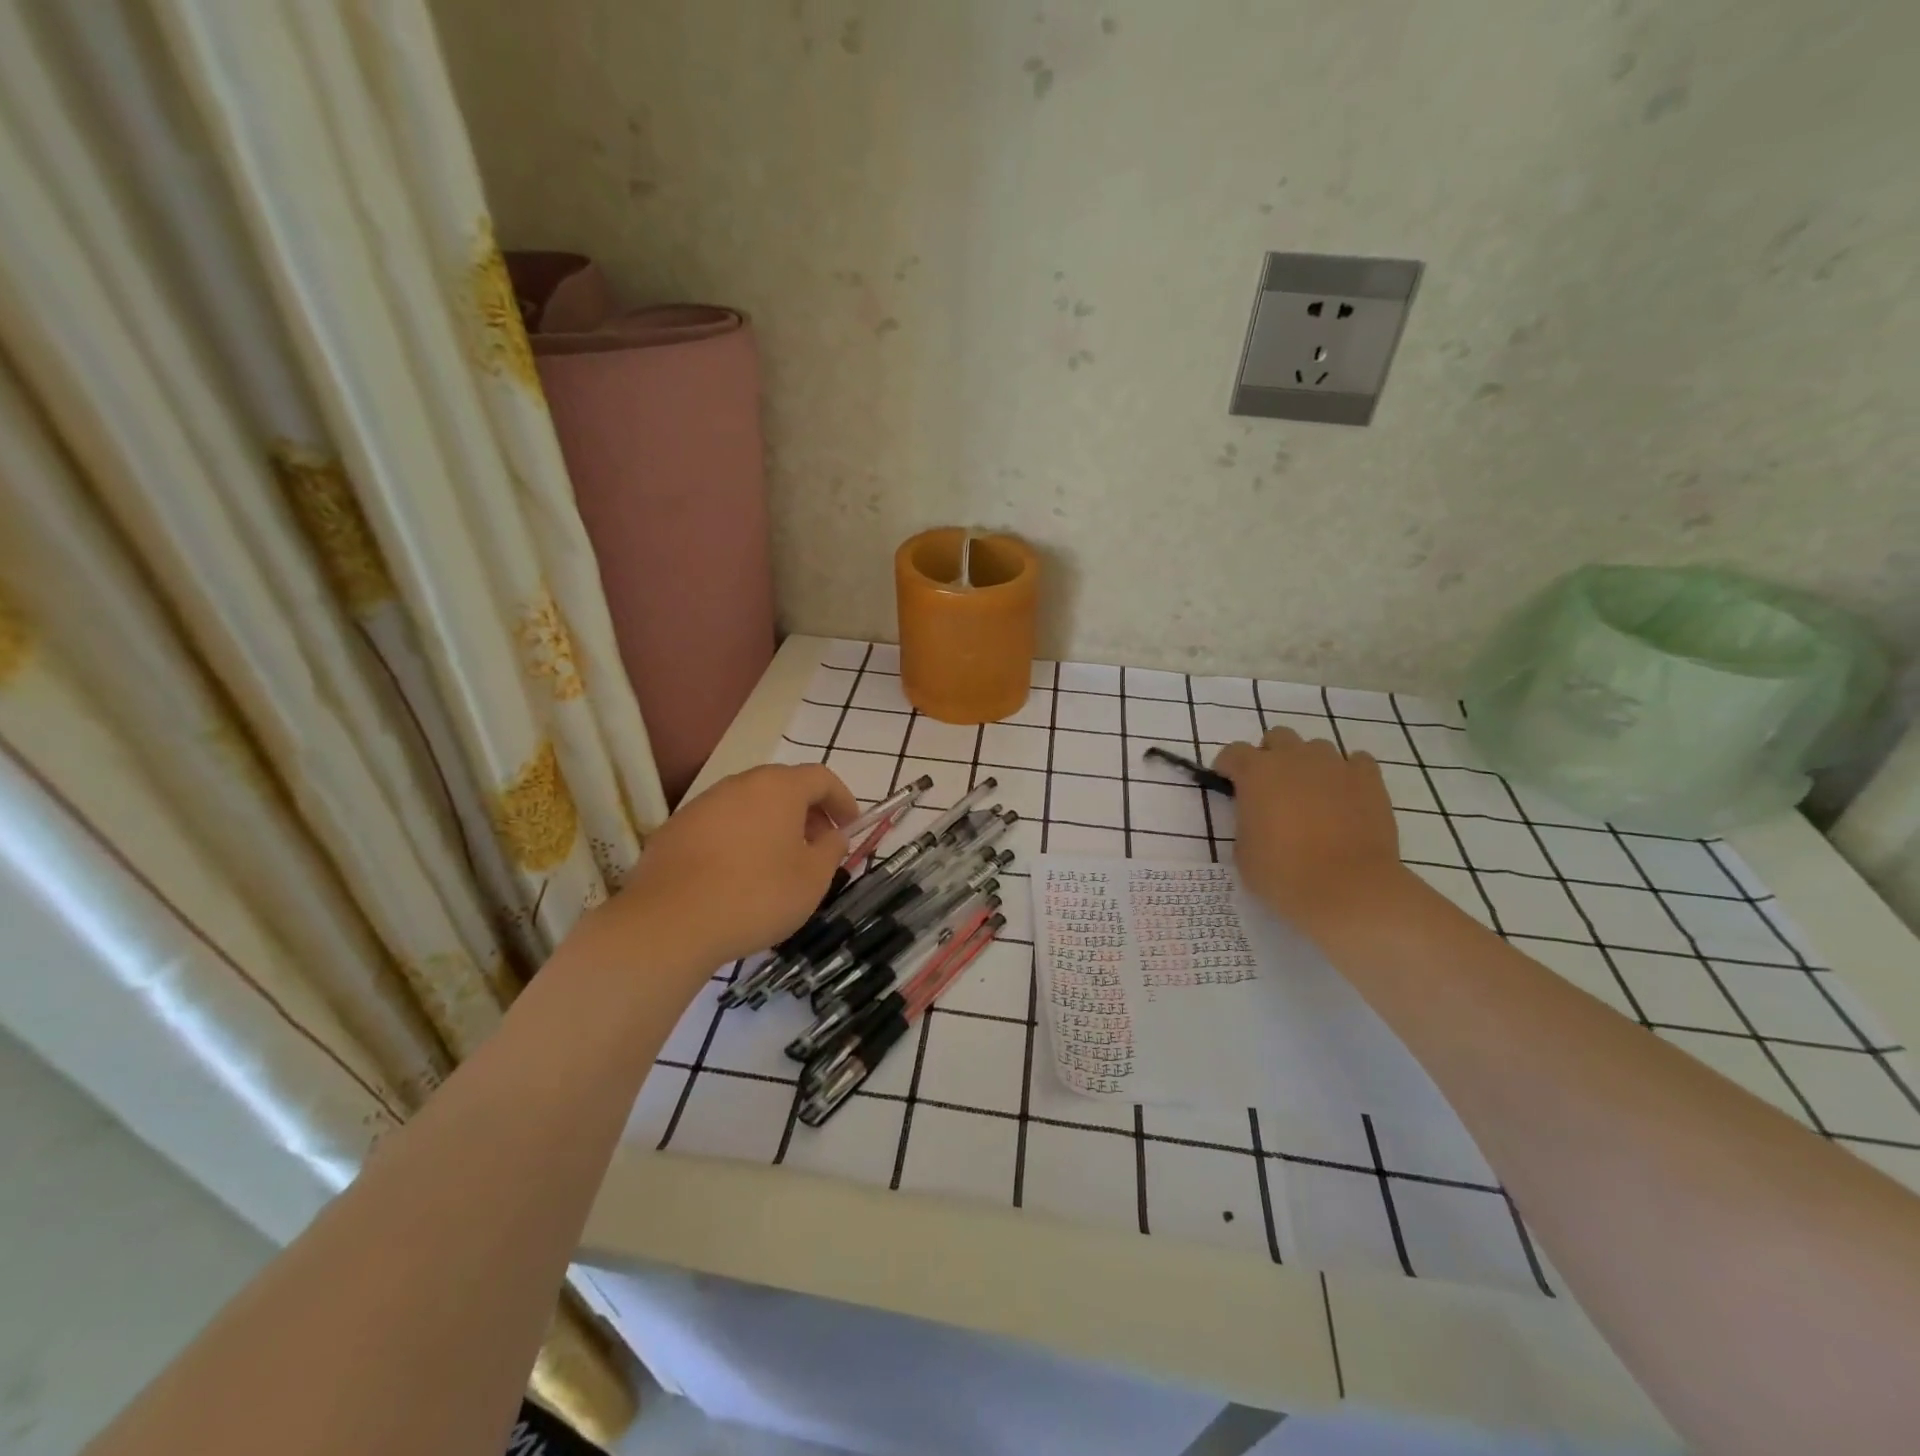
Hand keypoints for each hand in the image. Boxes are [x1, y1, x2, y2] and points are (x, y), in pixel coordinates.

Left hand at [598, 764, 857, 973]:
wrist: (670, 923)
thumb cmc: (756, 896)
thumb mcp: (812, 879)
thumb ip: (831, 850)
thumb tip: (833, 835)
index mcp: (778, 788)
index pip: (821, 777)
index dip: (842, 800)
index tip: (850, 827)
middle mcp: (739, 785)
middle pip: (783, 787)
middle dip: (807, 812)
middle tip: (817, 846)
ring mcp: (702, 805)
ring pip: (748, 805)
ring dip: (771, 825)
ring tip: (778, 864)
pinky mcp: (674, 830)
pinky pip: (719, 826)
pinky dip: (738, 840)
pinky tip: (737, 876)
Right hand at [1215, 727, 1408, 939]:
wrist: (1348, 888)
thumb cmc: (1284, 873)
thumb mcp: (1243, 851)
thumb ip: (1247, 821)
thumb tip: (1259, 815)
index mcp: (1257, 773)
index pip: (1234, 752)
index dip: (1228, 766)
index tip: (1229, 784)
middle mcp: (1294, 759)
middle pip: (1278, 737)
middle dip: (1271, 756)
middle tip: (1272, 787)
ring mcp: (1335, 766)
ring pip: (1317, 748)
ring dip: (1308, 764)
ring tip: (1312, 794)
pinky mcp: (1369, 780)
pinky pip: (1356, 762)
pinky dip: (1347, 773)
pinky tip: (1345, 795)